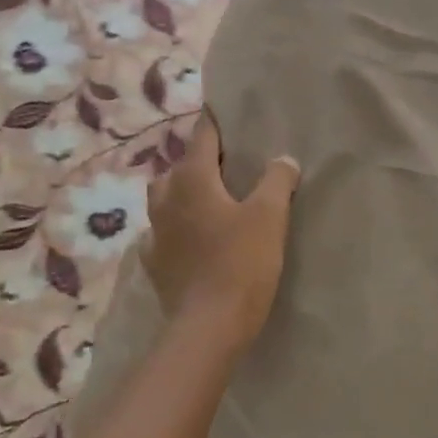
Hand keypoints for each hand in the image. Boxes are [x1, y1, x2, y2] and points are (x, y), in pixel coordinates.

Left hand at [143, 113, 299, 352]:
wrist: (209, 325)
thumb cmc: (242, 262)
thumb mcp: (270, 216)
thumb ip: (277, 180)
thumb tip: (282, 159)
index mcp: (192, 178)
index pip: (202, 135)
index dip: (215, 122)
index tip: (225, 111)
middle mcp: (166, 197)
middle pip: (180, 166)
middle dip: (200, 161)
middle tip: (227, 166)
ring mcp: (155, 231)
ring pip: (165, 198)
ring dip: (183, 193)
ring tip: (209, 201)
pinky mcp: (154, 261)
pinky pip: (162, 233)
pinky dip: (175, 228)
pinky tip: (190, 239)